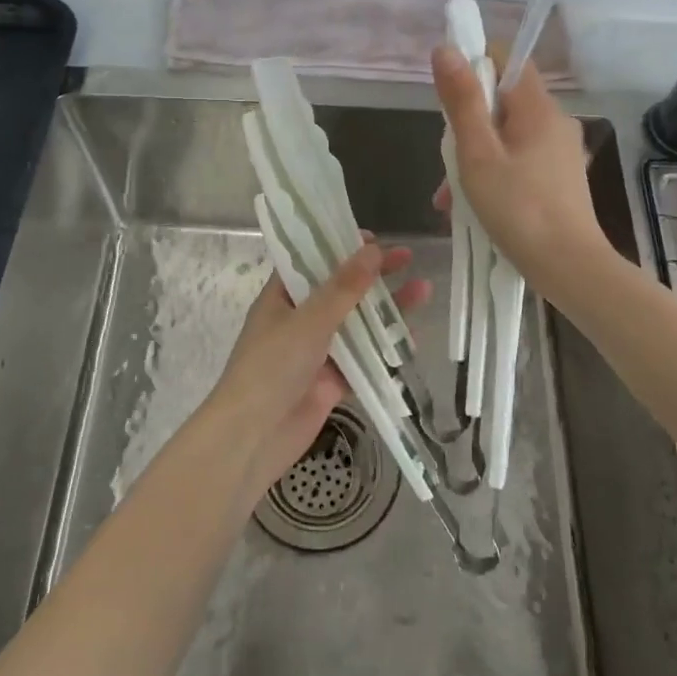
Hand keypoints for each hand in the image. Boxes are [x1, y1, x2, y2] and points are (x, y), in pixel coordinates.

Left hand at [206, 241, 429, 500]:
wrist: (253, 437)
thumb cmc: (272, 366)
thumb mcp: (309, 320)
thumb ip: (344, 287)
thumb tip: (373, 249)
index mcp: (282, 297)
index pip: (312, 261)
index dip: (340, 246)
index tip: (373, 238)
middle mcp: (299, 319)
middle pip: (341, 290)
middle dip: (373, 275)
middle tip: (407, 257)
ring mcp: (316, 351)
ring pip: (357, 324)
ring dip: (386, 309)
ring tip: (423, 290)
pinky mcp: (331, 381)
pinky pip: (363, 359)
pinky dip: (385, 349)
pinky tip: (412, 337)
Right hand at [431, 45, 610, 295]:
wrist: (570, 268)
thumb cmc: (518, 209)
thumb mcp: (477, 154)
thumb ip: (461, 101)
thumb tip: (446, 49)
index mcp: (538, 108)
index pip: (508, 59)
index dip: (475, 65)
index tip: (448, 95)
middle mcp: (555, 121)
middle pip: (503, 101)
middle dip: (469, 124)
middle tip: (448, 161)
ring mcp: (561, 151)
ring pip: (508, 135)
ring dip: (476, 156)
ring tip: (451, 198)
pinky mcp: (561, 178)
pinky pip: (521, 160)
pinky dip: (496, 173)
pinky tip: (475, 207)